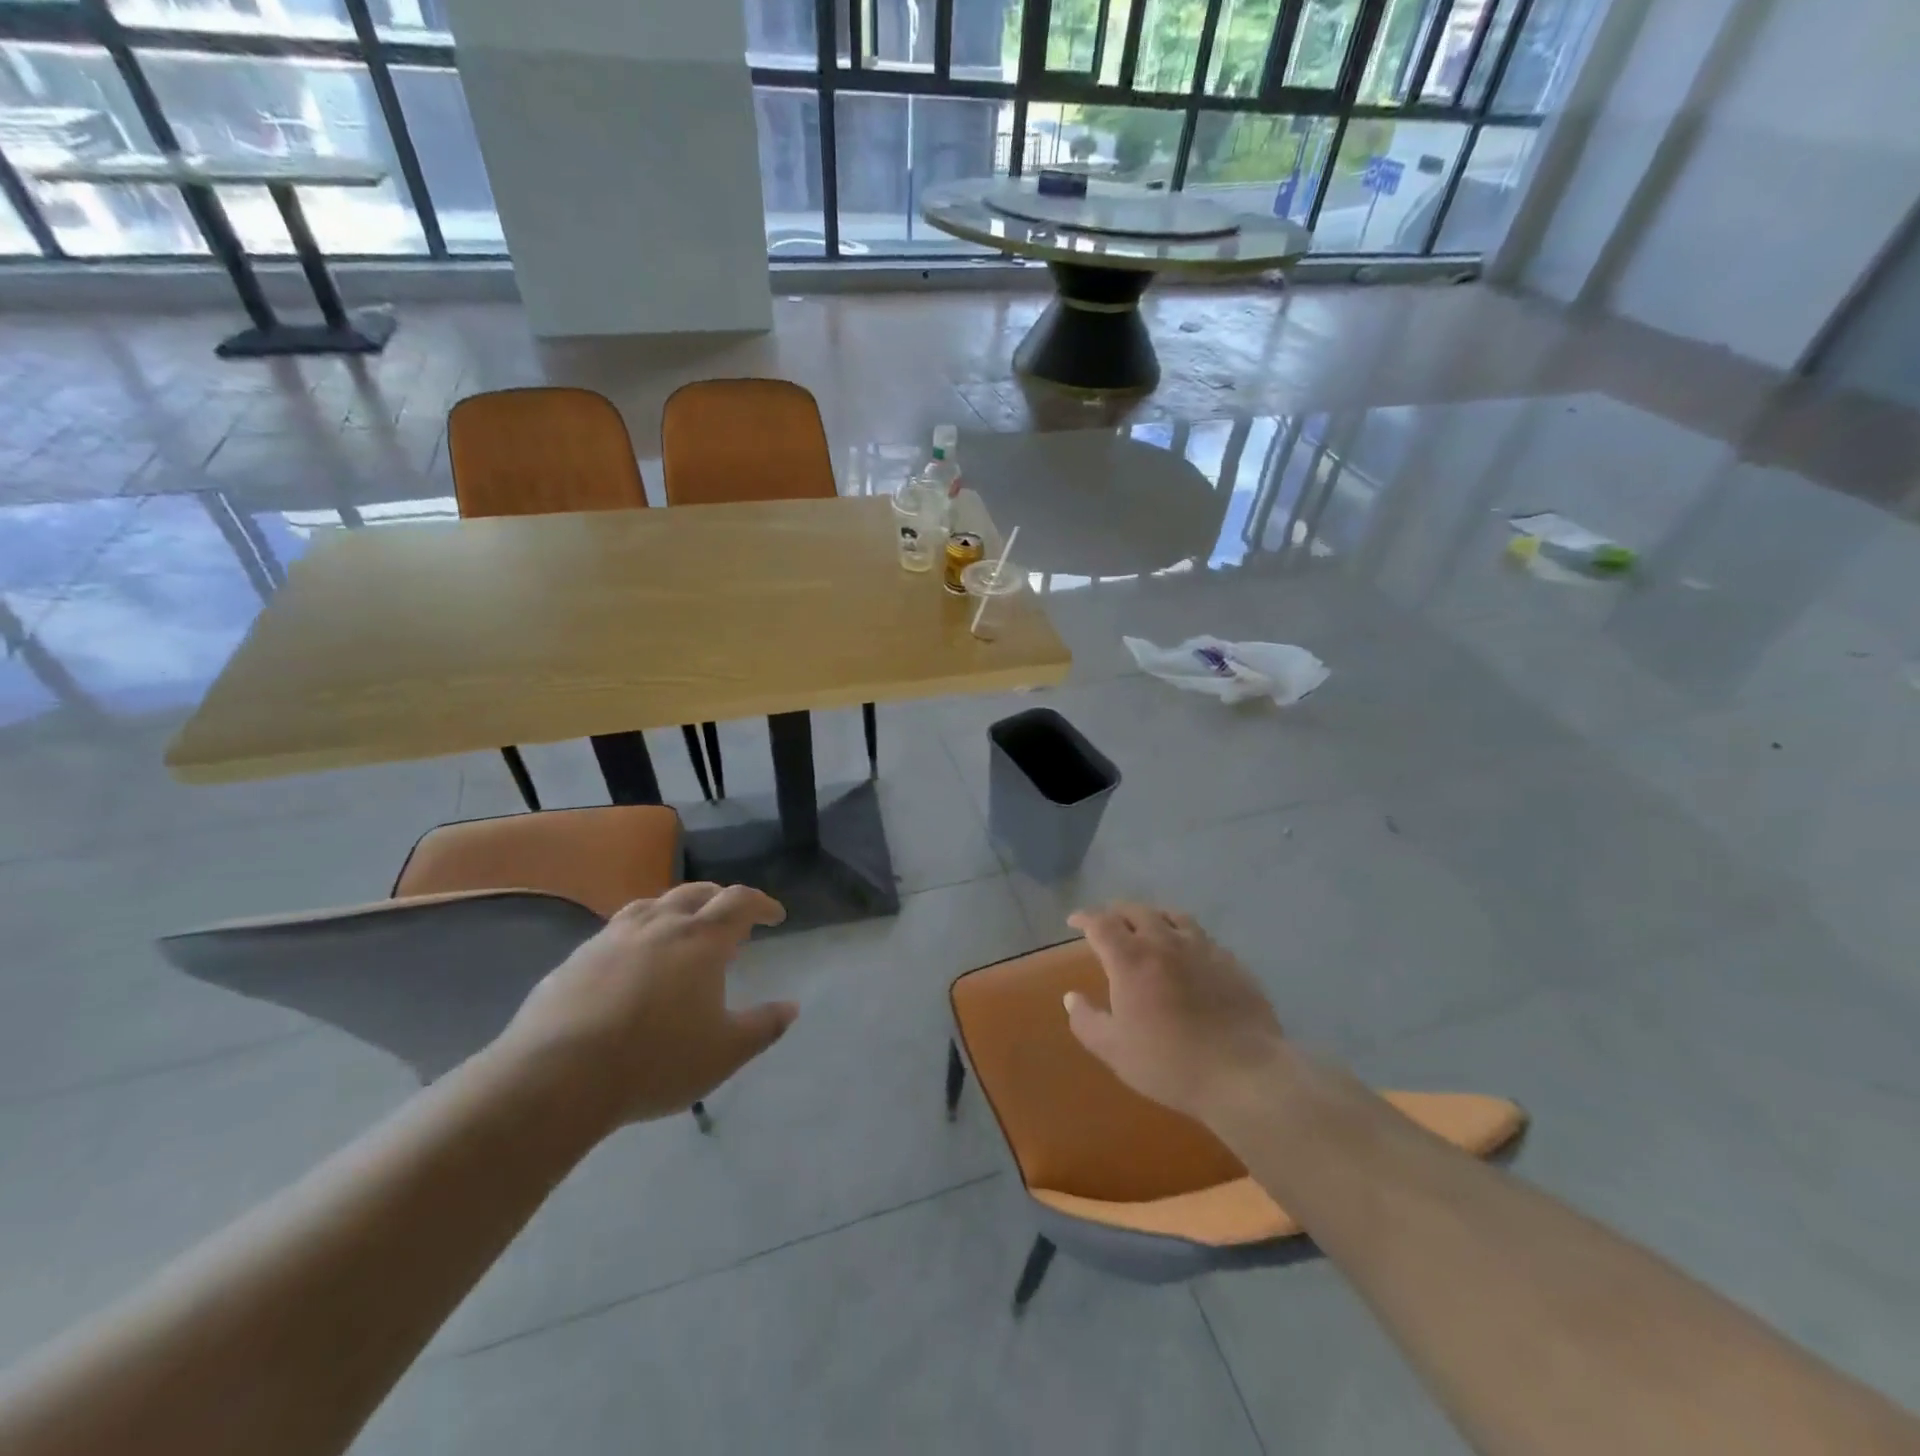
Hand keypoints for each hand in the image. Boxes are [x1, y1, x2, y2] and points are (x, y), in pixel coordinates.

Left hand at [497, 883, 797, 1127]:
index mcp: (701, 939)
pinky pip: (618, 929)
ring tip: (682, 929)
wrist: (556, 1077)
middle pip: (697, 893)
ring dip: (677, 908)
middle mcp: (660, 924)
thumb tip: (791, 1007)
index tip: (775, 916)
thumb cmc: (655, 1061)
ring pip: (653, 904)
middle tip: (732, 920)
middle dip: (721, 900)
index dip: (762, 904)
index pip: (740, 902)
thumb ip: (763, 1027)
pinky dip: (639, 932)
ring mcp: (614, 936)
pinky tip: (632, 960)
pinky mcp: (577, 957)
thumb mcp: (724, 1053)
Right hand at [1063, 902, 1290, 1124]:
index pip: (1101, 923)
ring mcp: (1202, 947)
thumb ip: (1087, 1021)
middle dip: (1116, 913)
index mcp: (1131, 959)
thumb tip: (1071, 997)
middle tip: (1108, 923)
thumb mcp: (1115, 1051)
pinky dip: (1184, 934)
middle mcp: (1164, 942)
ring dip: (1152, 916)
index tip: (1075, 922)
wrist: (1245, 1073)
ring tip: (1147, 926)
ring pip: (1171, 915)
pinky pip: (1201, 935)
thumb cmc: (1171, 1063)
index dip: (1085, 918)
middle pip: (1136, 911)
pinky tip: (1187, 951)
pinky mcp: (1230, 961)